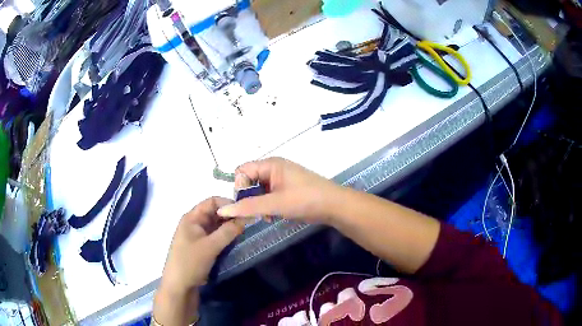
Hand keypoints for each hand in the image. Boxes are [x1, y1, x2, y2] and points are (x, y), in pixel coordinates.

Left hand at [154, 197, 243, 324]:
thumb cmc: (190, 263)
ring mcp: (197, 236)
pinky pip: (215, 236)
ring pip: (216, 225)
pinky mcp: (200, 247)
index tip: (245, 212)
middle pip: (214, 213)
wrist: (179, 287)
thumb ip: (228, 231)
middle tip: (249, 223)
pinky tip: (236, 241)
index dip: (228, 204)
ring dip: (229, 227)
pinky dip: (225, 237)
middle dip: (231, 216)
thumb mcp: (210, 246)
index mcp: (192, 218)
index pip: (212, 201)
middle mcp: (194, 223)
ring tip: (245, 231)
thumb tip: (245, 218)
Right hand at [217, 157, 342, 223]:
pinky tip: (273, 216)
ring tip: (266, 216)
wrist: (334, 206)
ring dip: (258, 204)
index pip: (242, 170)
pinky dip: (267, 206)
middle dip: (249, 198)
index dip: (239, 187)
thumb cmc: (305, 199)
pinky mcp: (287, 189)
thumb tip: (222, 210)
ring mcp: (281, 179)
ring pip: (258, 190)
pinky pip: (268, 195)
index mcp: (270, 164)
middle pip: (249, 180)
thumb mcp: (275, 204)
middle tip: (255, 213)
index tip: (244, 203)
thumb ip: (248, 207)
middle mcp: (274, 168)